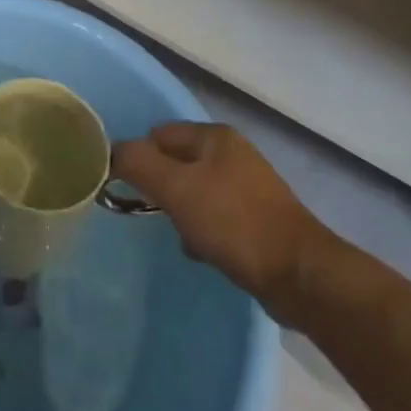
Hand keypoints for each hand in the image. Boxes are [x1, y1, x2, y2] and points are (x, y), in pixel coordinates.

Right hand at [111, 122, 333, 319]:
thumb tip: (111, 152)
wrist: (300, 276)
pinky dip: (204, 231)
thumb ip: (138, 163)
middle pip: (176, 164)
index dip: (140, 159)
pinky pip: (215, 216)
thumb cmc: (233, 223)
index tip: (132, 190)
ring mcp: (248, 186)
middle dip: (163, 190)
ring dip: (183, 214)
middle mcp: (232, 153)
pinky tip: (205, 252)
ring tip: (186, 238)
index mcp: (214, 136)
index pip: (158, 135)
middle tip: (159, 215)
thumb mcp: (176, 188)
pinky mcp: (257, 218)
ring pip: (194, 192)